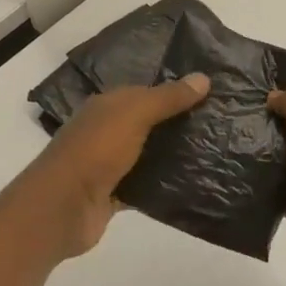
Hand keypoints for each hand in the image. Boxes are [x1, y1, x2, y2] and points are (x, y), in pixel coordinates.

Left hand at [19, 73, 210, 256]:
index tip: (213, 93)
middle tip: (223, 122)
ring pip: (151, 154)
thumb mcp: (134, 114)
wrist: (62, 207)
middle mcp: (108, 131)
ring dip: (176, 154)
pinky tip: (195, 182)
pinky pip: (147, 184)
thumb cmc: (96, 150)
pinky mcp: (116, 194)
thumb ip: (167, 98)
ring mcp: (111, 164)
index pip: (147, 92)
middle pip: (150, 122)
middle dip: (181, 122)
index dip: (177, 91)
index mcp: (108, 106)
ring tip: (217, 150)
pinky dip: (166, 184)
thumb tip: (203, 78)